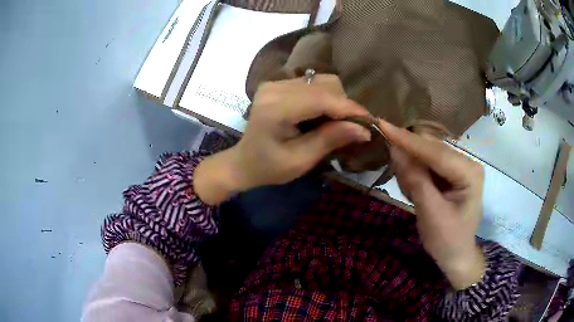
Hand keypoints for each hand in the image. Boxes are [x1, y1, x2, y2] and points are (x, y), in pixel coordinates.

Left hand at [195, 75, 371, 204]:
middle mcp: (274, 88)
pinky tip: (324, 115)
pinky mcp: (278, 84)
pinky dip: (325, 98)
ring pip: (320, 81)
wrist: (243, 161)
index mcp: (275, 108)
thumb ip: (330, 140)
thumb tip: (363, 129)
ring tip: (338, 123)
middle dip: (345, 106)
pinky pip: (312, 84)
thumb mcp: (300, 161)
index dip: (349, 109)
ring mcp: (275, 83)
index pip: (321, 99)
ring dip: (336, 100)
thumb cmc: (268, 168)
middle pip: (324, 85)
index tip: (370, 122)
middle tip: (354, 127)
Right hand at [378, 119, 485, 289]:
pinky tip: (416, 193)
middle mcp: (466, 162)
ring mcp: (458, 166)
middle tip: (401, 185)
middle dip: (409, 160)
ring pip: (426, 155)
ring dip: (411, 170)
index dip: (408, 140)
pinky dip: (415, 176)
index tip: (382, 124)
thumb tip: (395, 151)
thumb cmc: (447, 240)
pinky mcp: (450, 172)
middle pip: (431, 149)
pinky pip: (426, 165)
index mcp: (469, 172)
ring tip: (412, 195)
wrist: (457, 256)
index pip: (435, 151)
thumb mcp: (431, 214)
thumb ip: (415, 181)